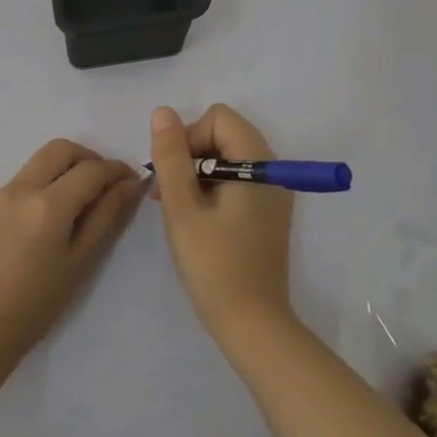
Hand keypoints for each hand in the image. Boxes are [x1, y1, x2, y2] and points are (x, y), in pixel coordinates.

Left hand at [0, 139, 143, 362]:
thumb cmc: (37, 304)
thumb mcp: (81, 262)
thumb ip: (107, 217)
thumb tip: (132, 184)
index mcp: (48, 205)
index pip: (92, 170)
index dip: (117, 171)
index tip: (133, 182)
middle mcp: (22, 188)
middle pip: (62, 149)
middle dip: (90, 159)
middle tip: (106, 186)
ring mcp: (1, 193)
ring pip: (41, 160)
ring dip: (67, 167)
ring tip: (82, 201)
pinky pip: (25, 177)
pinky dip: (46, 181)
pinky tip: (53, 215)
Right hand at [149, 104, 294, 339]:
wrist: (251, 323)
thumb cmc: (214, 264)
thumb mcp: (182, 208)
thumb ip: (171, 156)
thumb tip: (163, 113)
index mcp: (258, 163)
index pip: (218, 119)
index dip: (188, 137)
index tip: (172, 175)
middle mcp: (272, 170)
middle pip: (224, 134)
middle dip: (190, 155)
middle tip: (168, 193)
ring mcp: (272, 193)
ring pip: (227, 158)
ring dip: (197, 173)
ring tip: (176, 208)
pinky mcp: (267, 213)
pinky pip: (236, 180)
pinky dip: (211, 188)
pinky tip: (194, 218)